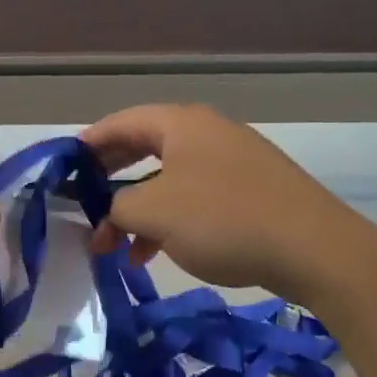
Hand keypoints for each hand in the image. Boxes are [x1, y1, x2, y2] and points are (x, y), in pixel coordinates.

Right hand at [80, 104, 372, 302]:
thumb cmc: (223, 219)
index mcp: (181, 123)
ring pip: (169, 179)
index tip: (64, 170)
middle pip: (144, 148)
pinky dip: (169, 221)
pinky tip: (154, 253)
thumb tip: (112, 211)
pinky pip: (195, 198)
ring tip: (116, 247)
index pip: (121, 122)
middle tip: (85, 205)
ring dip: (138, 209)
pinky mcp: (251, 191)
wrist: (312, 248)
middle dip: (111, 181)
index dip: (88, 145)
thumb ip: (118, 206)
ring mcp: (233, 161)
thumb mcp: (155, 212)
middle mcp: (207, 133)